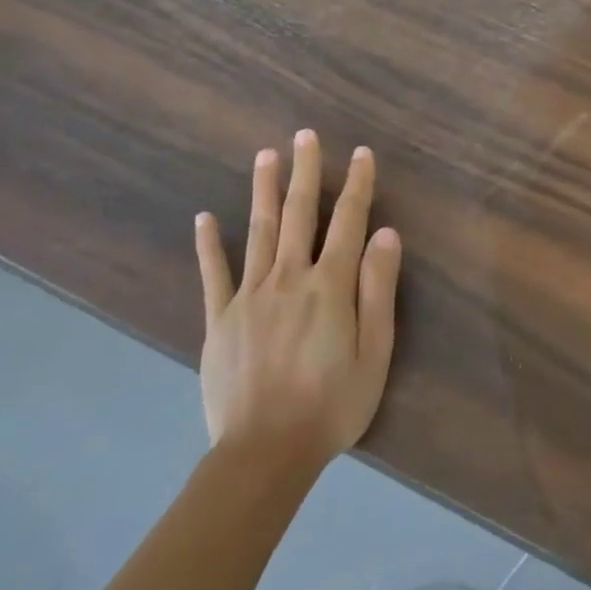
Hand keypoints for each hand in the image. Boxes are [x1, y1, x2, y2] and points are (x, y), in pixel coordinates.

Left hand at [193, 131, 400, 472]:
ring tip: (265, 155)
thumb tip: (385, 234)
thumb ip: (378, 289)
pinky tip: (205, 217)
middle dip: (304, 172)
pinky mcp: (219, 320)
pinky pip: (213, 274)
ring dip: (264, 190)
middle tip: (304, 135)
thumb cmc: (332, 405)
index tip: (361, 153)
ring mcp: (249, 297)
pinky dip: (209, 244)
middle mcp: (289, 278)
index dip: (357, 184)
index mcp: (330, 285)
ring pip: (258, 231)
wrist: (264, 454)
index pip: (348, 221)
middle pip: (299, 214)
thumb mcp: (375, 351)